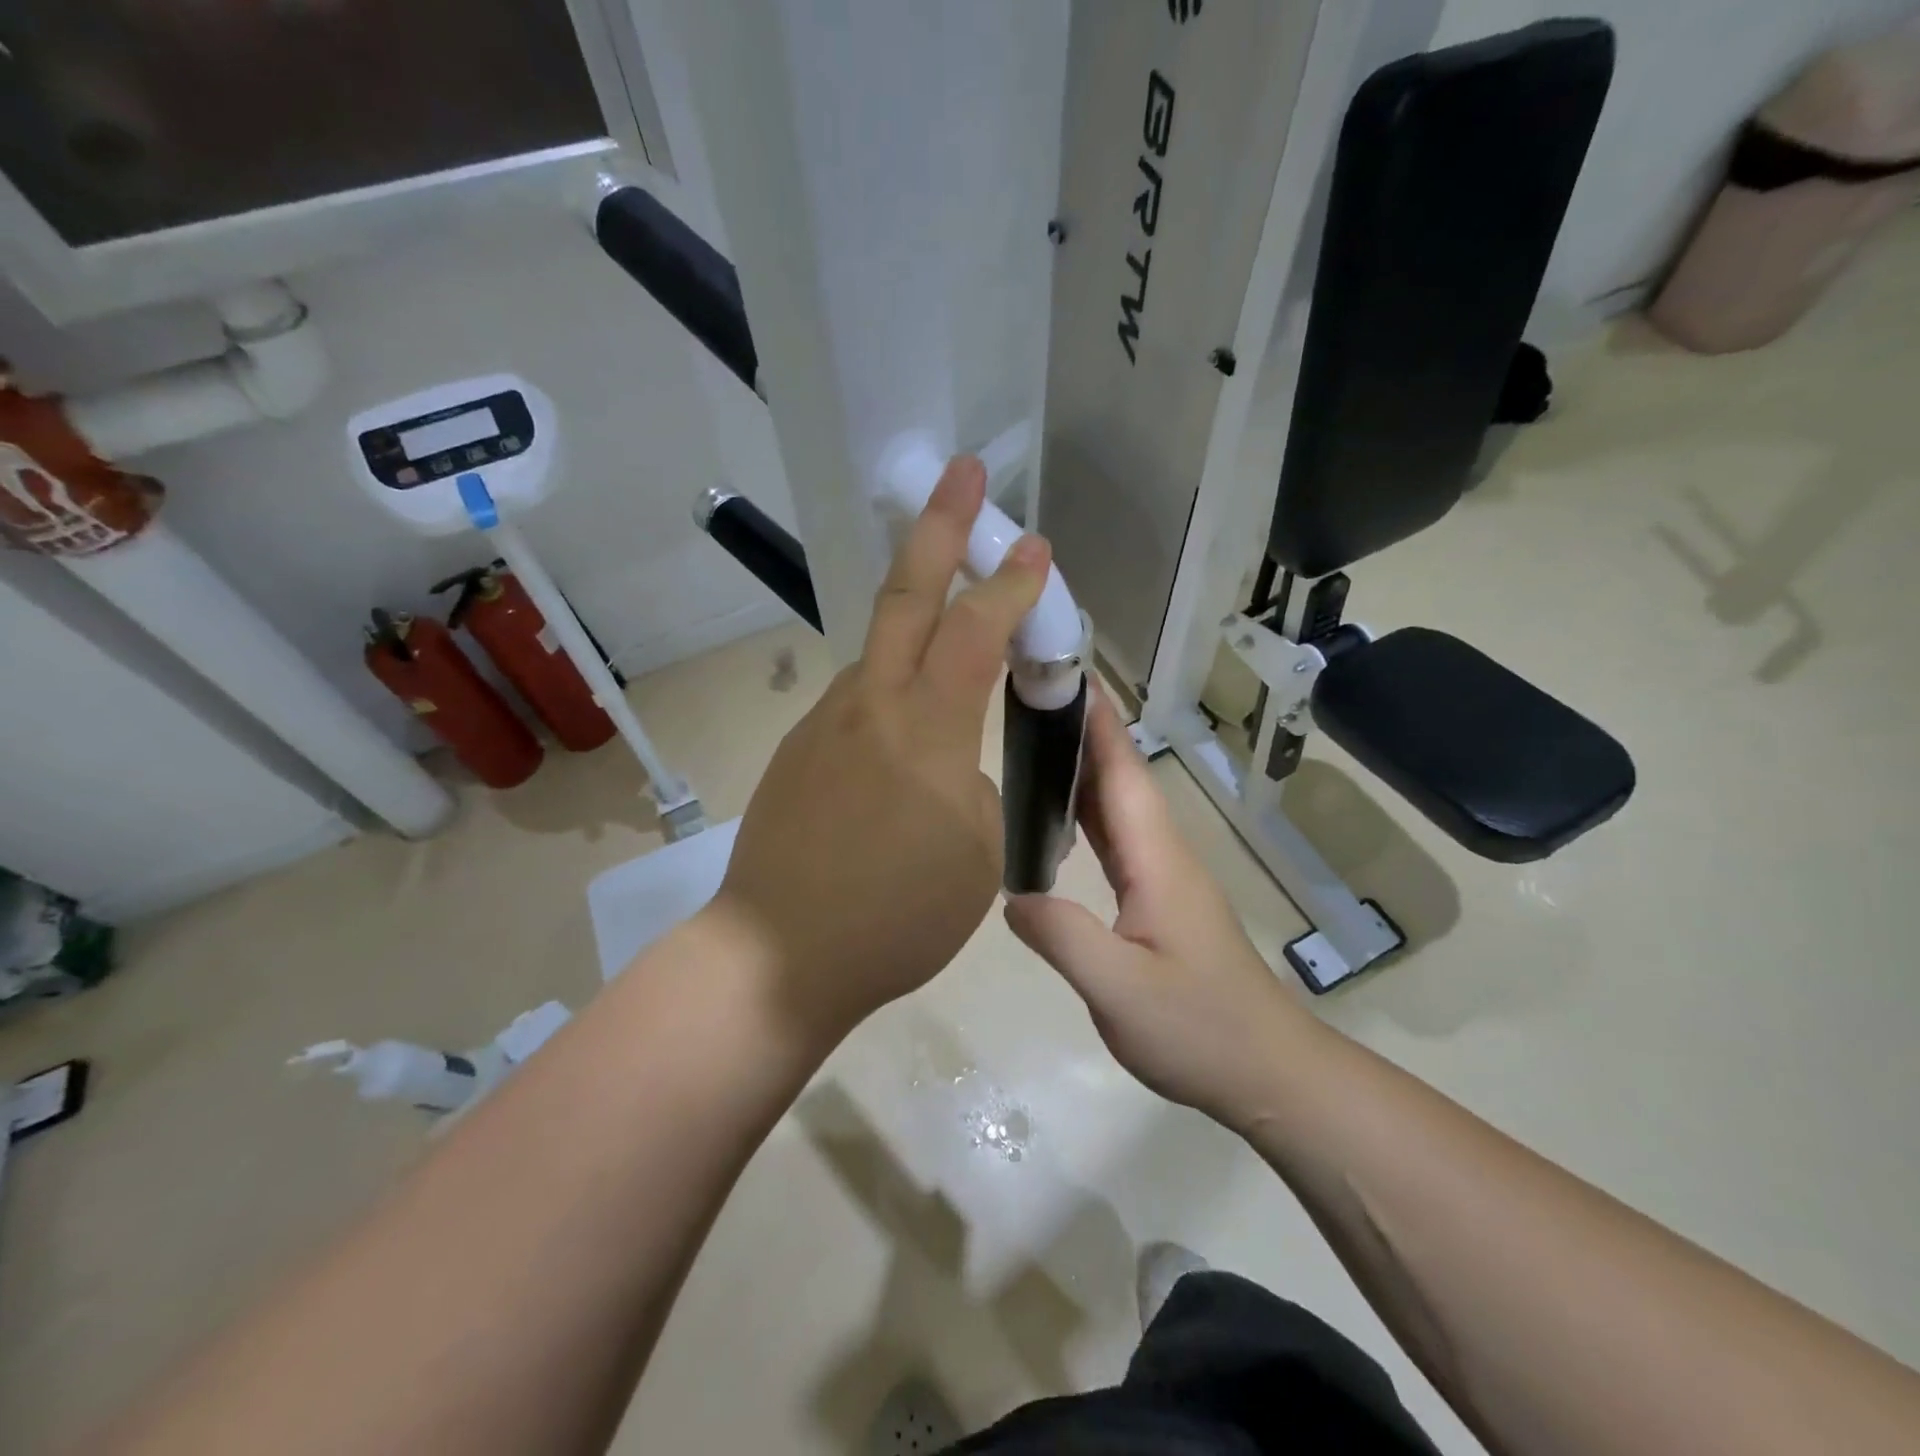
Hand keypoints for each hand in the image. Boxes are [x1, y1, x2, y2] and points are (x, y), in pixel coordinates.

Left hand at [714, 456, 1049, 1045]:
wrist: (779, 955)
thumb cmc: (896, 916)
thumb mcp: (979, 856)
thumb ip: (979, 787)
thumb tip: (961, 760)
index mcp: (927, 730)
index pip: (977, 631)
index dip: (1011, 584)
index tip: (1036, 548)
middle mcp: (871, 705)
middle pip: (906, 595)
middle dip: (941, 526)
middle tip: (963, 471)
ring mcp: (826, 723)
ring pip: (880, 648)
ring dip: (918, 613)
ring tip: (952, 614)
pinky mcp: (800, 749)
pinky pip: (859, 699)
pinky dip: (893, 686)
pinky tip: (905, 727)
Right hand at [1005, 692, 1316, 1127]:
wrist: (1267, 1071)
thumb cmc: (1199, 1028)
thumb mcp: (1120, 989)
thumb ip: (1063, 937)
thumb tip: (1011, 895)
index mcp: (1156, 858)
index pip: (1122, 772)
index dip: (1094, 722)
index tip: (1063, 675)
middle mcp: (1162, 853)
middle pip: (1119, 778)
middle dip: (1079, 732)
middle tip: (1028, 700)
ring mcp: (1163, 877)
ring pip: (1118, 806)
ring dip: (1081, 768)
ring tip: (1033, 742)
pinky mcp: (1159, 899)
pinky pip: (1116, 839)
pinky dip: (1086, 813)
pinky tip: (1057, 819)